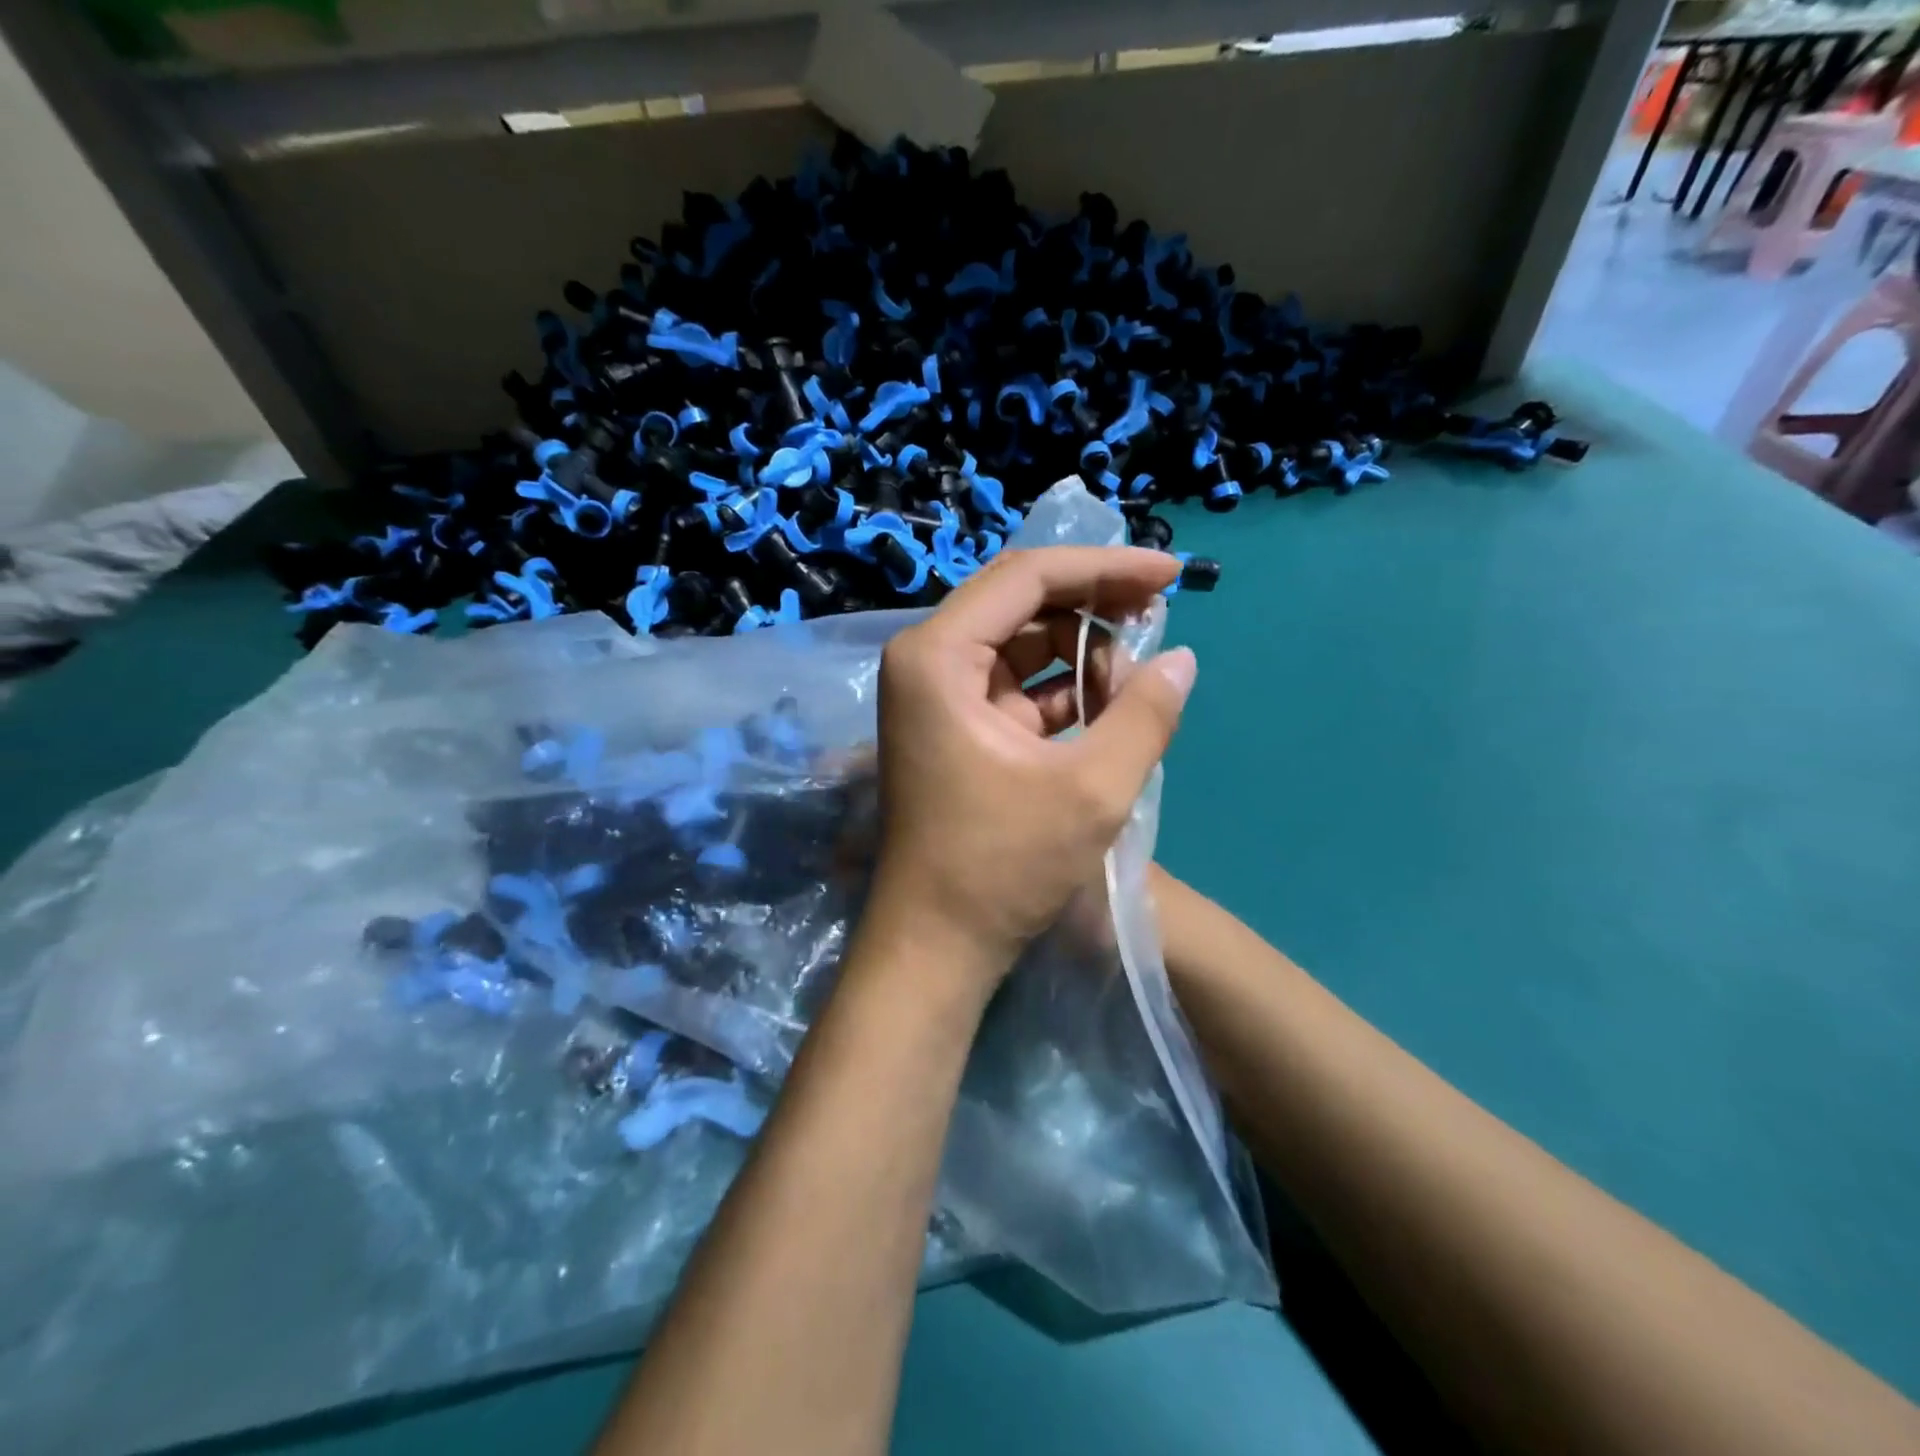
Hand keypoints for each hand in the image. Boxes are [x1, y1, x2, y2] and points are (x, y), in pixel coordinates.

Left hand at [866, 546, 1198, 984]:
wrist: (937, 944)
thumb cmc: (1003, 866)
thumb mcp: (1091, 789)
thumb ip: (1145, 715)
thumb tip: (1183, 659)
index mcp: (938, 656)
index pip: (1027, 577)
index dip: (1104, 568)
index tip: (1170, 573)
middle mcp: (926, 661)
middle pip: (1021, 602)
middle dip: (1093, 606)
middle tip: (1159, 619)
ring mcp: (937, 695)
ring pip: (1022, 644)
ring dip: (1082, 654)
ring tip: (1134, 687)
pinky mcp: (954, 726)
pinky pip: (1016, 684)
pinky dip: (1063, 690)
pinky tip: (1108, 710)